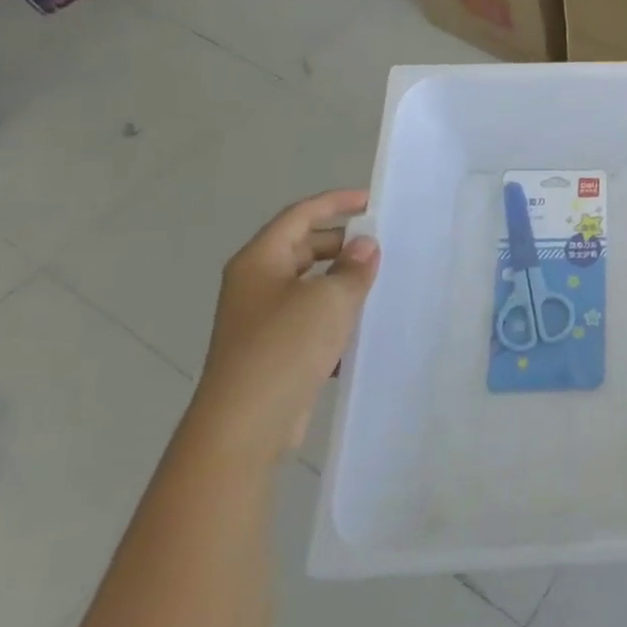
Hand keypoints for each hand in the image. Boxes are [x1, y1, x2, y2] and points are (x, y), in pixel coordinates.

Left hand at [191, 189, 379, 462]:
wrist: (245, 425)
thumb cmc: (285, 347)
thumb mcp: (330, 298)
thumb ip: (353, 267)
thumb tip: (364, 246)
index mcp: (260, 261)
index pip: (300, 215)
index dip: (335, 203)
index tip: (371, 201)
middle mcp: (255, 284)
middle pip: (302, 247)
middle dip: (341, 243)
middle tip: (381, 245)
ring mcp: (260, 319)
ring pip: (307, 285)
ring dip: (341, 281)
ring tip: (379, 283)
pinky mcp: (272, 350)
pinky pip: (308, 318)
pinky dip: (334, 315)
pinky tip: (362, 327)